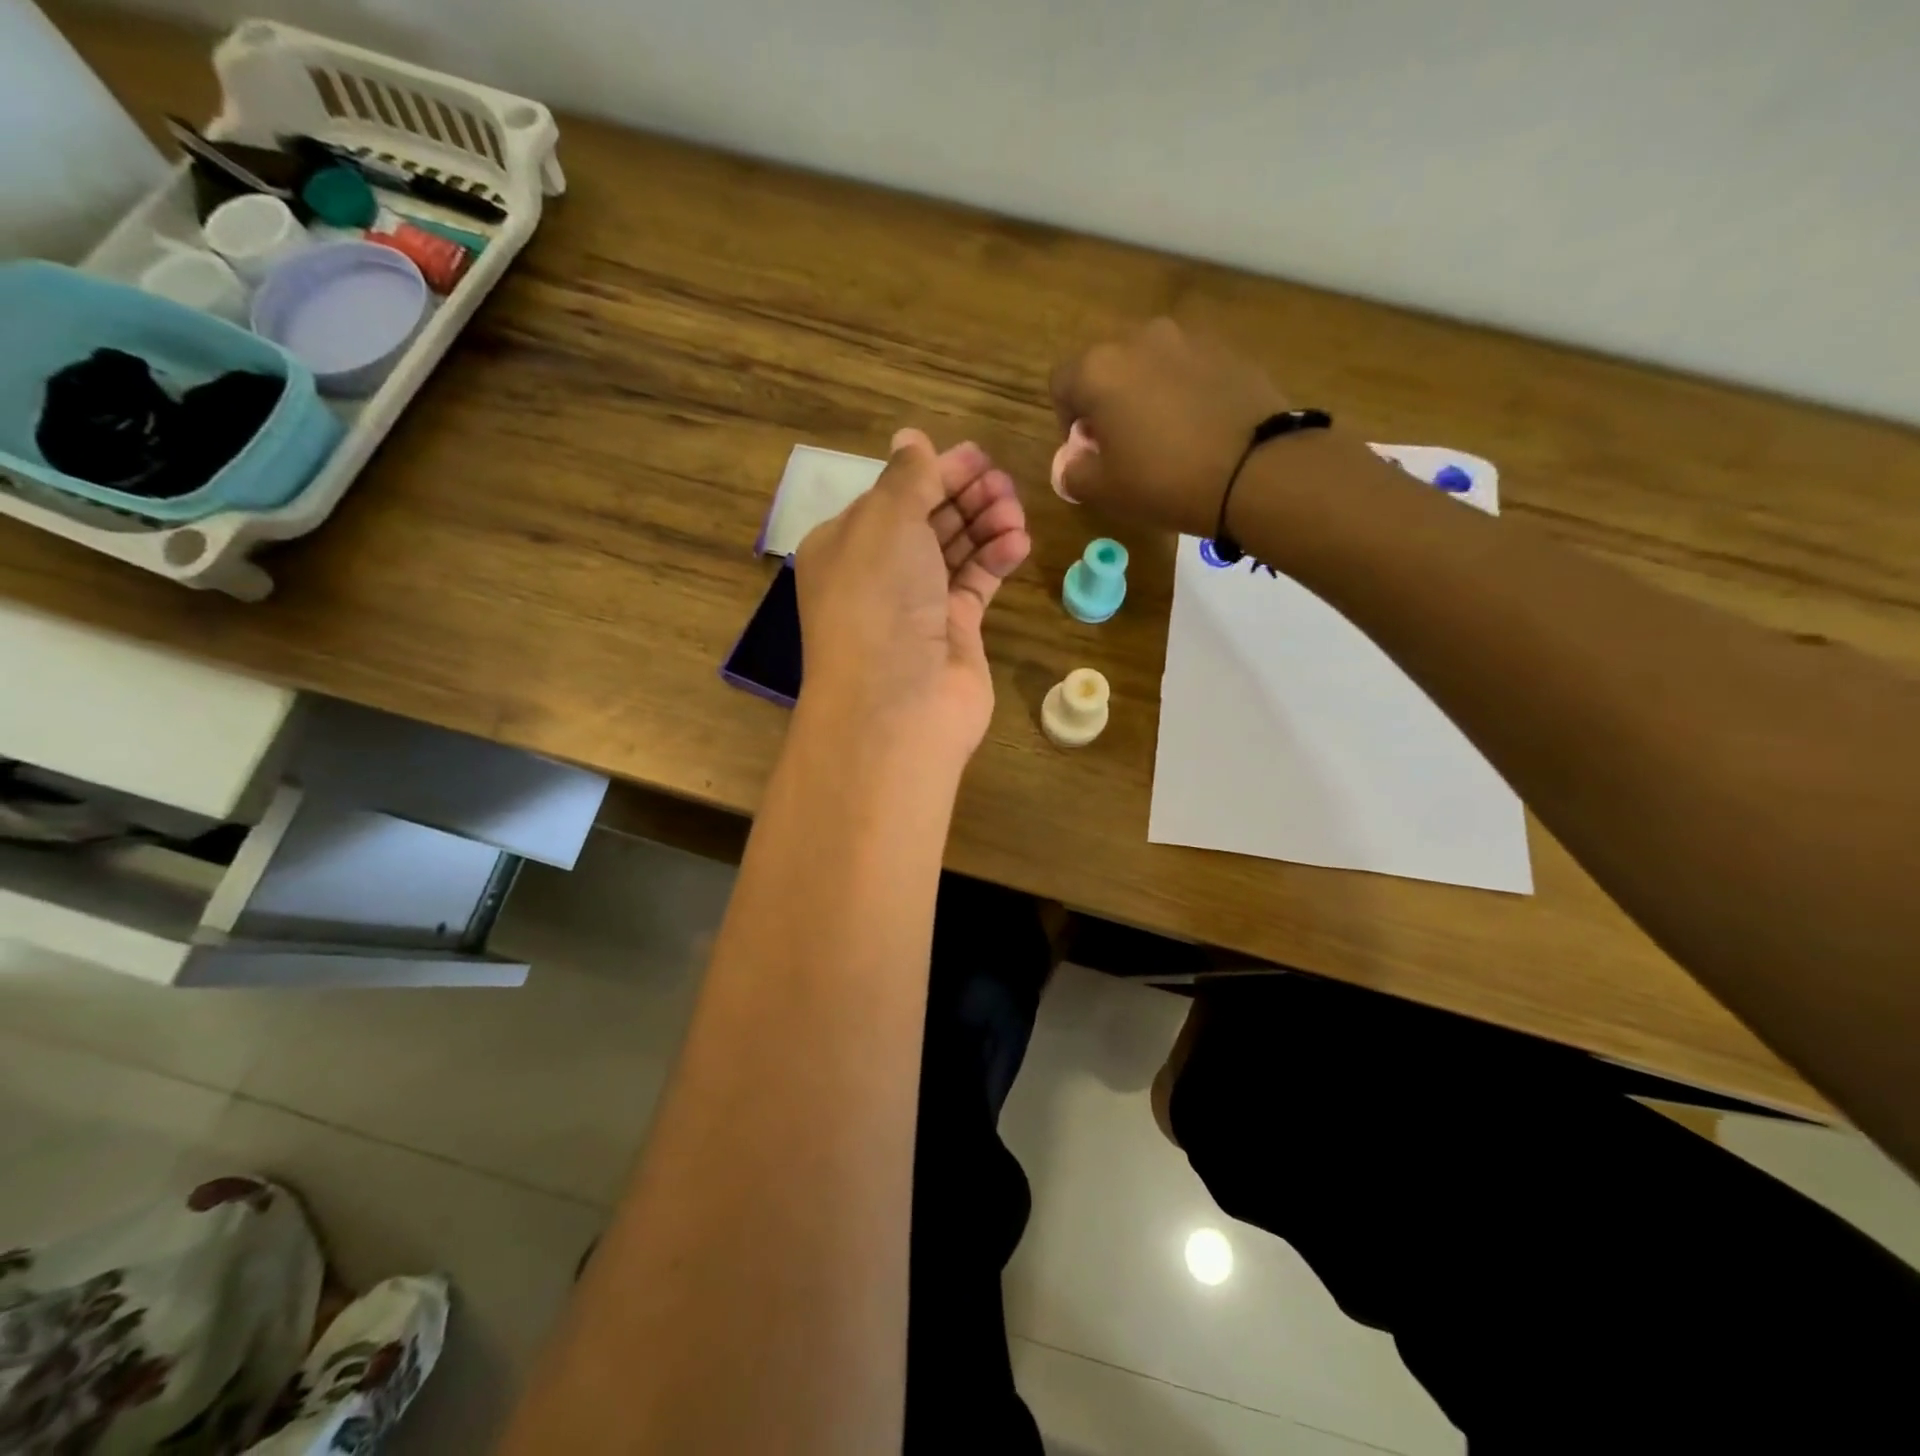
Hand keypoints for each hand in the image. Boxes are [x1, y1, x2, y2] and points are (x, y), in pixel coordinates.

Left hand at [794, 428, 1029, 759]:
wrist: (897, 705)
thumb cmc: (879, 601)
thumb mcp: (885, 522)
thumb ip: (907, 478)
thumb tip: (912, 438)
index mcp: (846, 545)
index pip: (894, 496)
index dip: (935, 473)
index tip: (978, 455)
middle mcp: (879, 575)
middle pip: (927, 521)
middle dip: (965, 496)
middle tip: (1003, 482)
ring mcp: (917, 607)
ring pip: (956, 551)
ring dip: (985, 524)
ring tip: (1015, 510)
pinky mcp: (953, 633)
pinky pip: (976, 585)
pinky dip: (996, 560)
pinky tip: (1019, 541)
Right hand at [1048, 318, 1290, 535]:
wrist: (1255, 470)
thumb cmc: (1164, 481)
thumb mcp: (1103, 490)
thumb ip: (1073, 472)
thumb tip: (1074, 461)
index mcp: (1099, 369)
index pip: (1061, 384)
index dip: (1067, 421)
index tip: (1086, 452)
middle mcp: (1139, 339)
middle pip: (1106, 367)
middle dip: (1106, 402)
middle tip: (1123, 445)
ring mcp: (1187, 338)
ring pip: (1148, 365)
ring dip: (1145, 393)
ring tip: (1164, 436)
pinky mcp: (1226, 349)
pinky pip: (1187, 369)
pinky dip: (1183, 392)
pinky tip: (1198, 429)